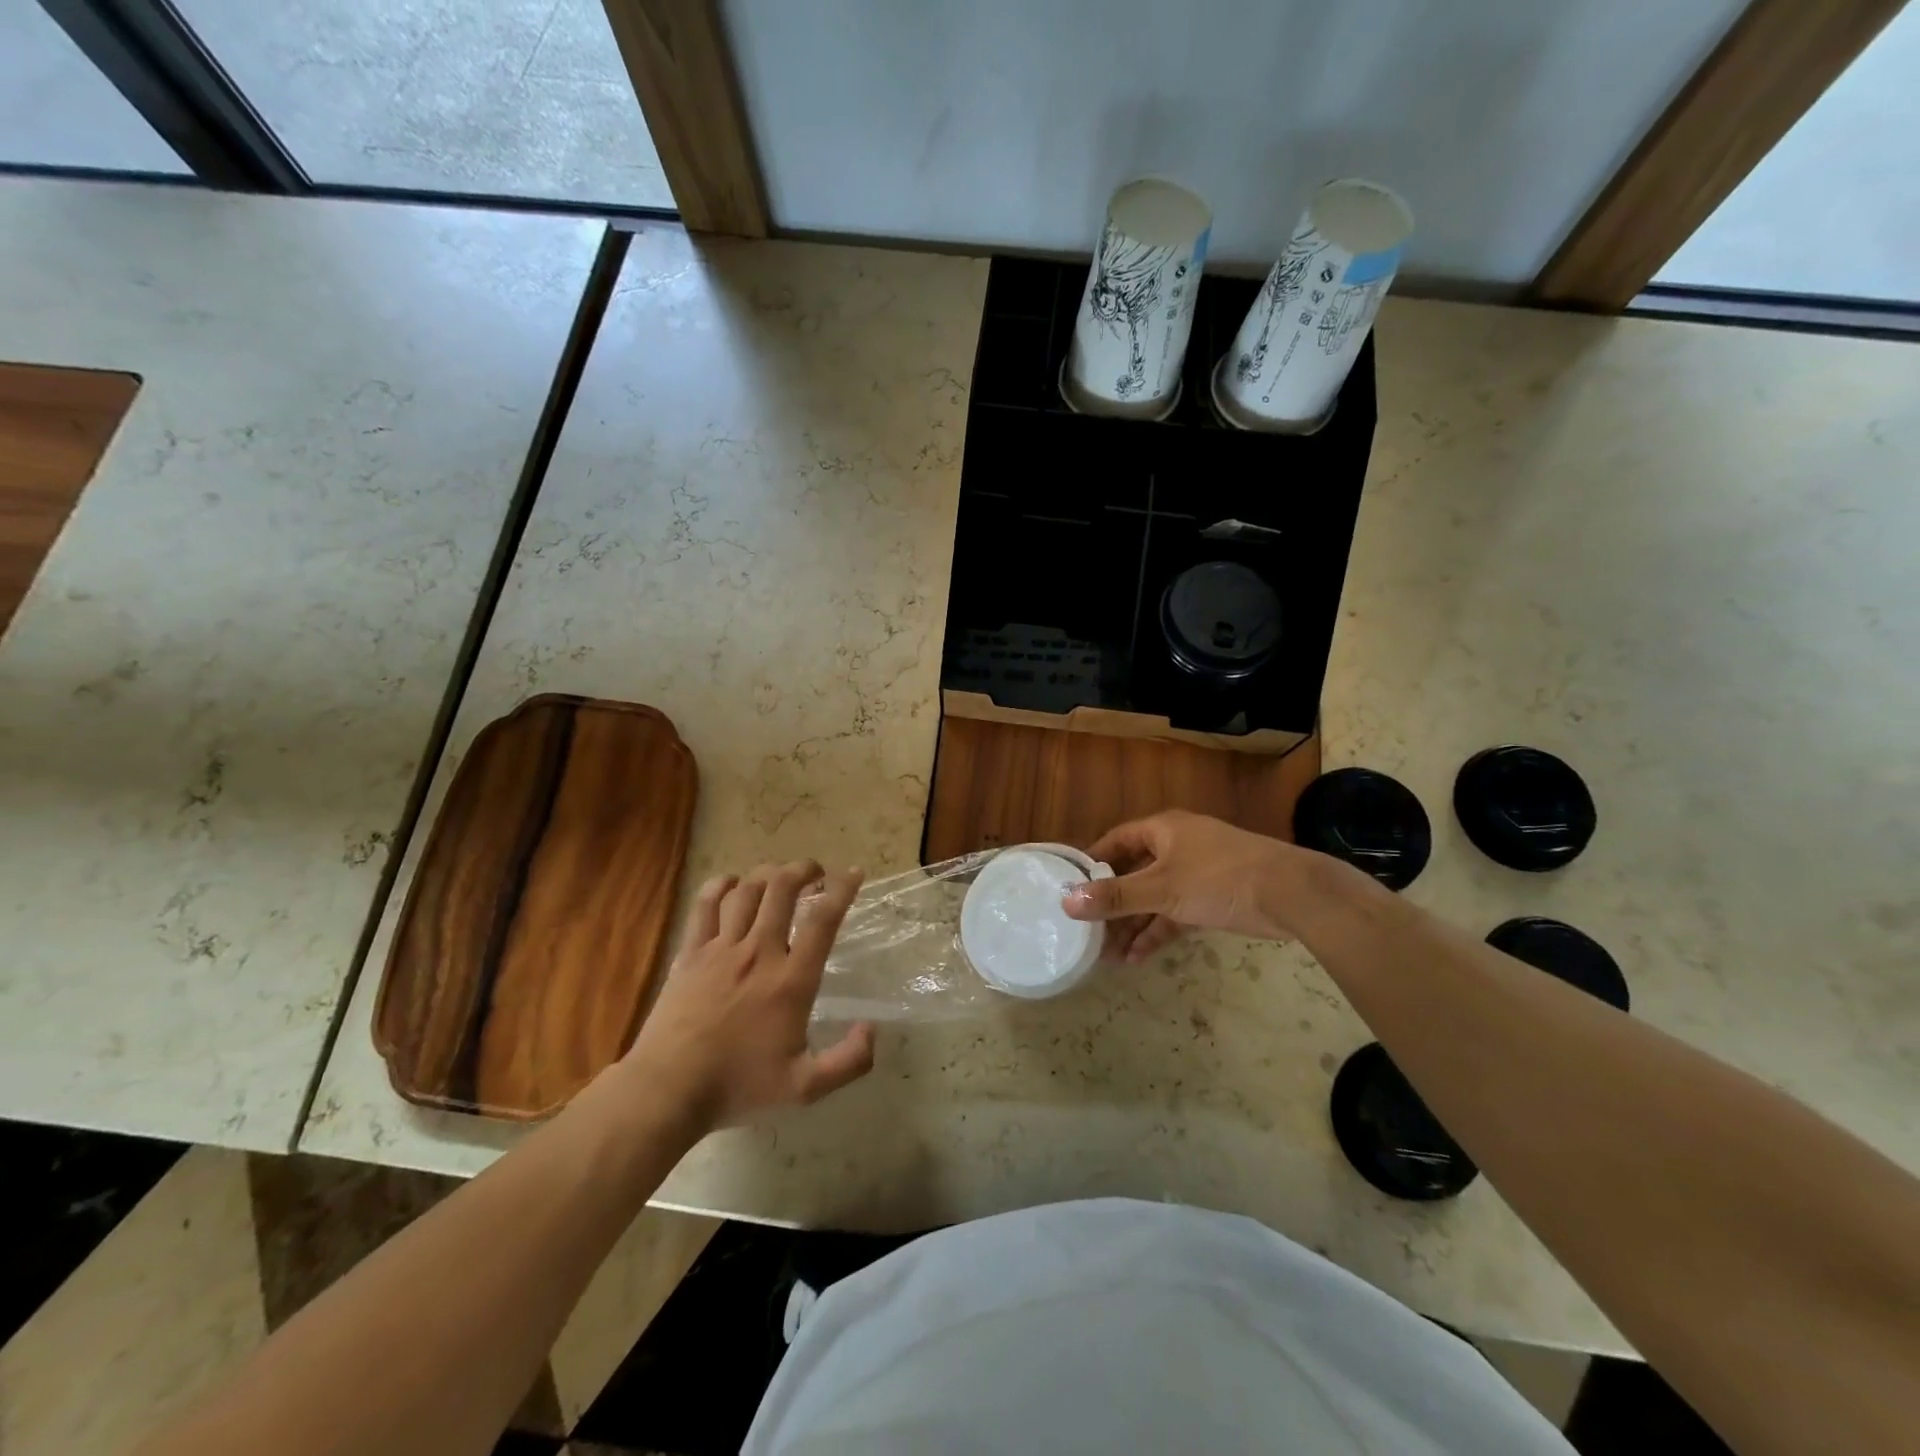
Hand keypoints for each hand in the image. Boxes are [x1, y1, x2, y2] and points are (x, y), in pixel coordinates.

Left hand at [625, 861, 874, 1134]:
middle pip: (783, 889)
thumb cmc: (738, 1086)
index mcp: (791, 980)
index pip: (823, 919)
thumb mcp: (805, 1088)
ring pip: (747, 890)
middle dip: (803, 870)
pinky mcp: (690, 953)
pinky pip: (705, 905)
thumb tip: (871, 1029)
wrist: (668, 1090)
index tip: (854, 873)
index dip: (843, 889)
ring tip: (779, 876)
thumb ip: (848, 1061)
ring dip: (768, 874)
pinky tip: (731, 883)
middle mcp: (759, 952)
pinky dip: (720, 885)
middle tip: (814, 873)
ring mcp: (721, 949)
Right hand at [1062, 811, 1302, 959]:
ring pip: (1154, 898)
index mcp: (1164, 830)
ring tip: (1106, 954)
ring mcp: (1197, 873)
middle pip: (1135, 873)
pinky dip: (1158, 933)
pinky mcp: (1213, 899)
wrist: (1290, 894)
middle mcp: (1178, 847)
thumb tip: (1066, 901)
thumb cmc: (1219, 878)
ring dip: (1133, 924)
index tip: (1071, 885)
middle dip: (1112, 904)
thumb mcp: (1162, 889)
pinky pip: (1175, 914)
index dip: (1094, 862)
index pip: (1117, 841)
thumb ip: (1116, 897)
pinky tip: (1137, 958)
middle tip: (1086, 929)